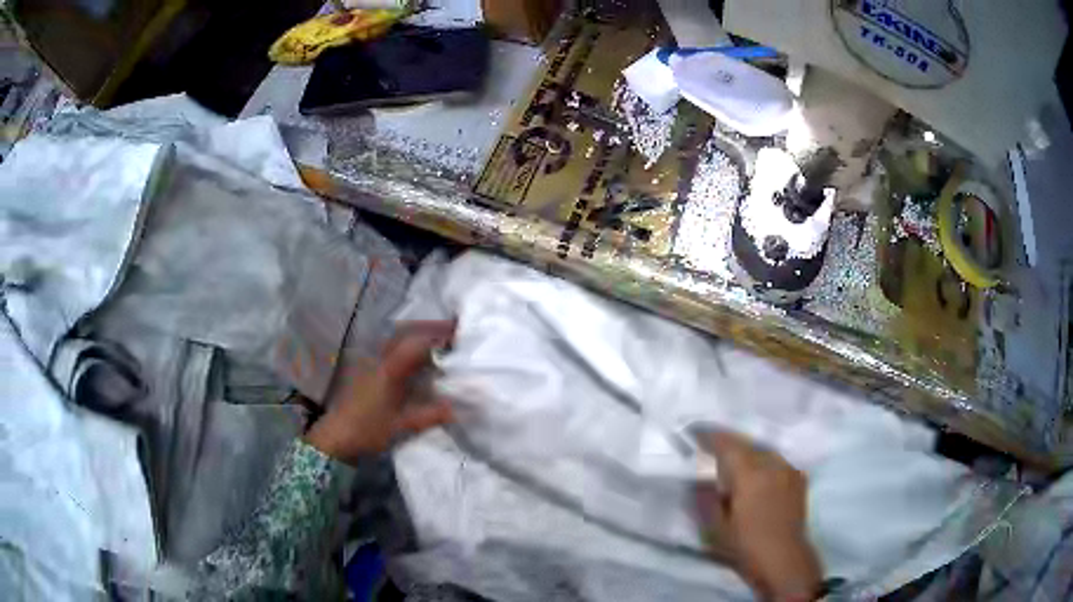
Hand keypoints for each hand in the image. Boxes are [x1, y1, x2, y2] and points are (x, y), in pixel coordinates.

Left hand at [305, 321, 455, 463]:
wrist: (337, 436)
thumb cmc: (368, 430)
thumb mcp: (402, 426)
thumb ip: (430, 415)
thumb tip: (456, 408)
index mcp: (390, 370)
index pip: (416, 343)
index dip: (438, 335)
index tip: (459, 333)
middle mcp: (380, 360)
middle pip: (405, 332)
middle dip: (429, 327)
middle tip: (453, 329)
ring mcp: (371, 363)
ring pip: (397, 338)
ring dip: (417, 334)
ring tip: (439, 339)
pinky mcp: (367, 369)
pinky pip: (391, 348)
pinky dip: (407, 345)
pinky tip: (417, 357)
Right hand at [695, 431, 822, 600]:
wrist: (784, 560)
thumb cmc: (745, 546)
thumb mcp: (715, 527)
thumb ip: (705, 498)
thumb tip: (698, 479)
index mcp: (750, 474)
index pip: (727, 445)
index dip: (709, 436)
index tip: (693, 432)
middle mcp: (772, 464)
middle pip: (746, 443)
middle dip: (728, 441)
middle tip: (709, 443)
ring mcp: (788, 469)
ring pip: (763, 449)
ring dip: (746, 450)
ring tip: (732, 457)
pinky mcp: (798, 478)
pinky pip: (776, 460)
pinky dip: (762, 460)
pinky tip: (757, 471)